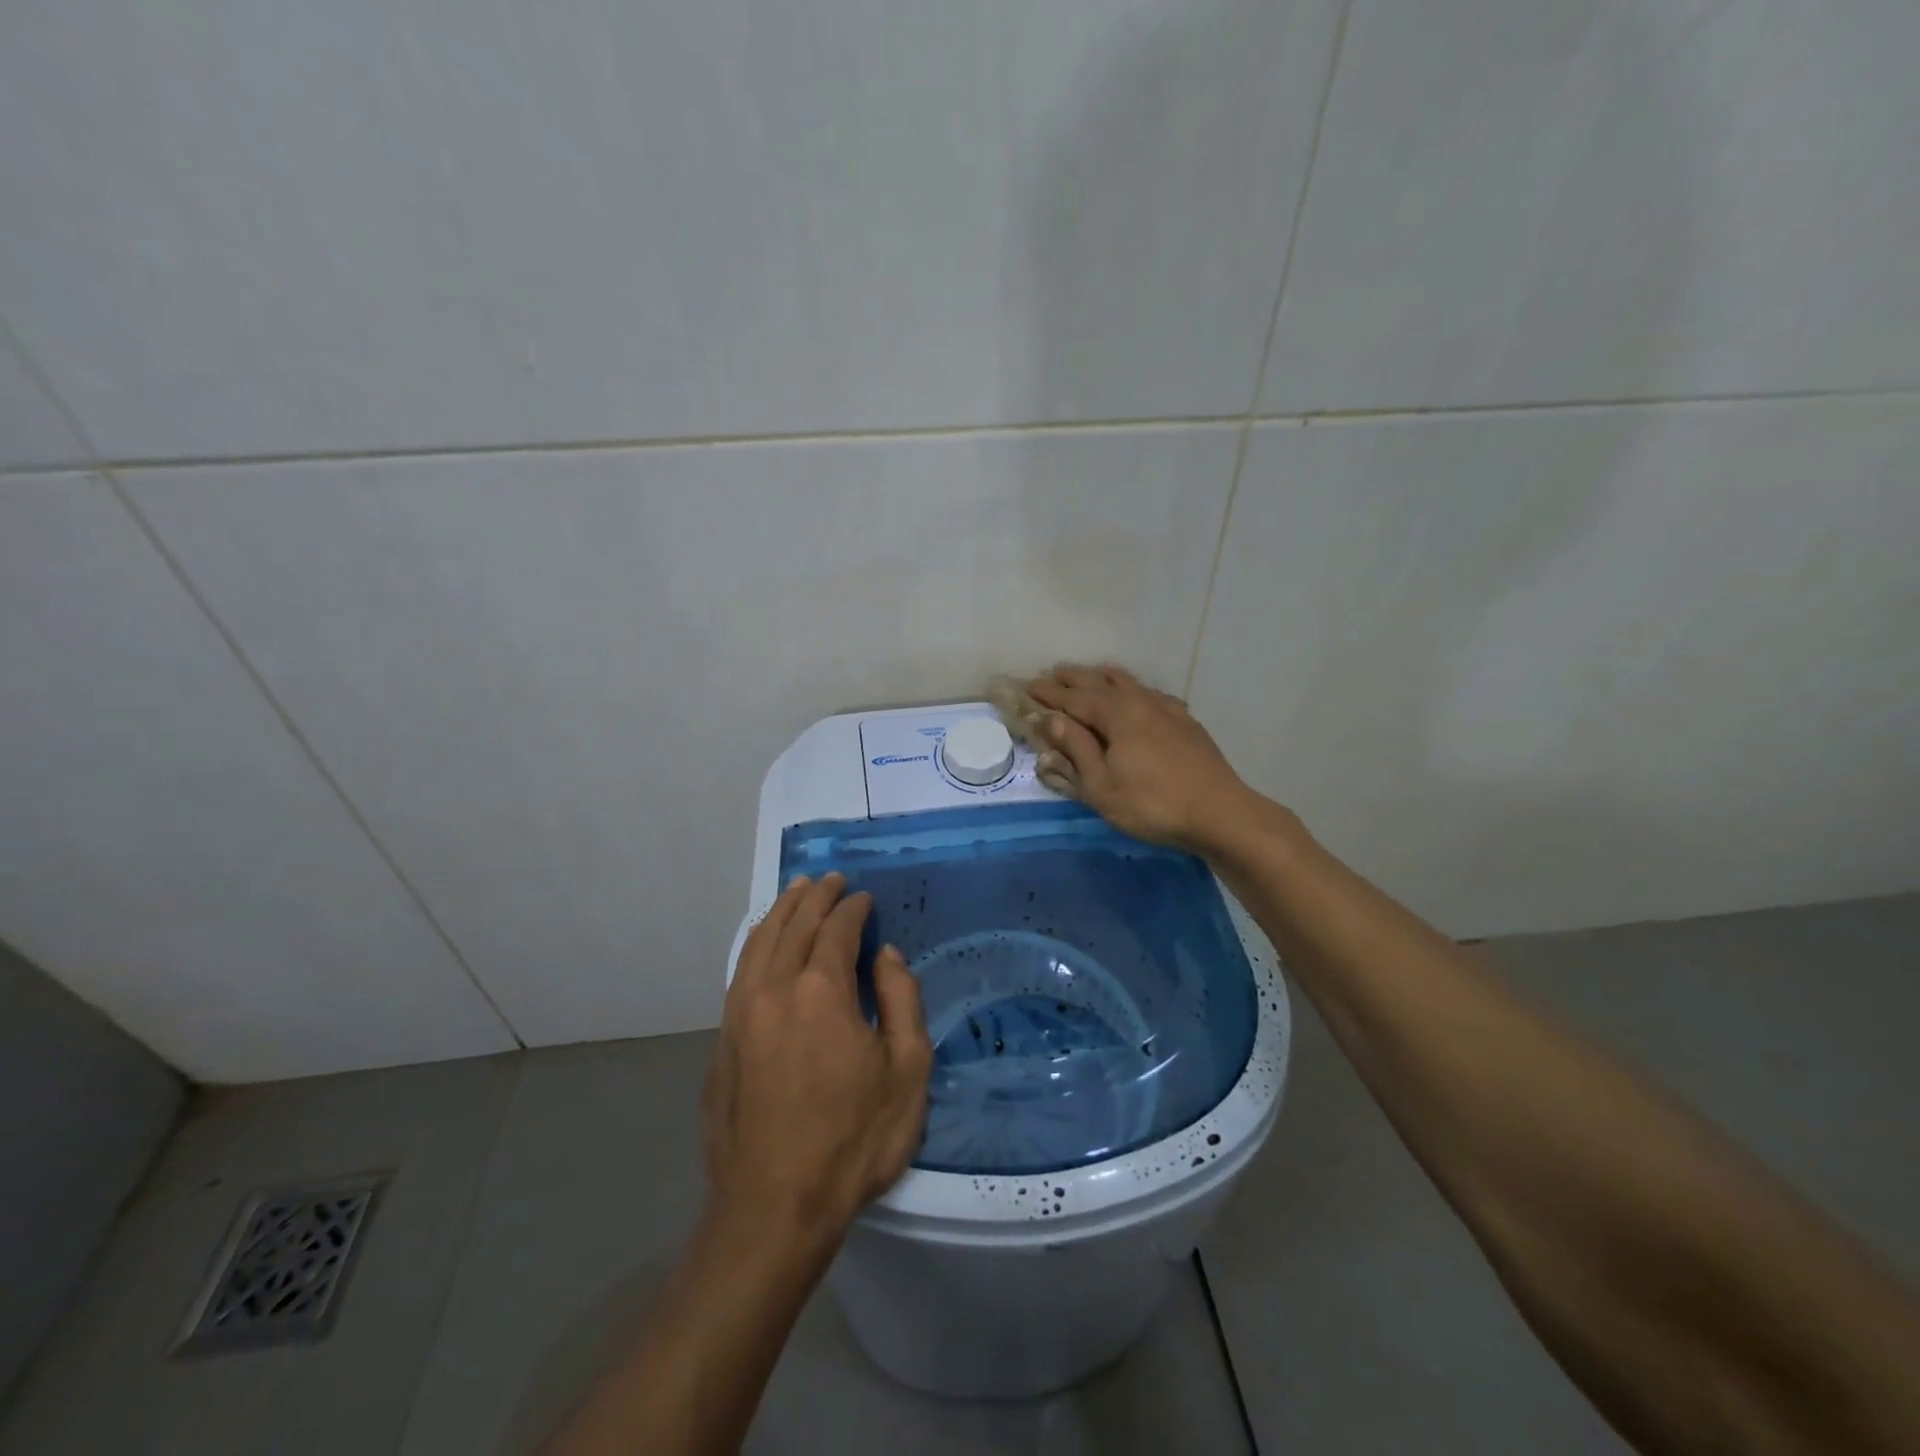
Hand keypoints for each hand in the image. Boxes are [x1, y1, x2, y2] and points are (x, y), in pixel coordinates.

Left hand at [703, 874, 930, 1248]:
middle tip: (831, 880)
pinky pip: (740, 970)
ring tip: (796, 891)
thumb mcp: (906, 1071)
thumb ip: (901, 1000)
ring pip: (759, 942)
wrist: (773, 1208)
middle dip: (815, 897)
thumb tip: (885, 955)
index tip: (865, 899)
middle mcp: (773, 989)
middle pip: (794, 924)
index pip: (837, 929)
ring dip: (781, 911)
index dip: (853, 908)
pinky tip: (764, 942)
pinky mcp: (722, 1040)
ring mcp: (739, 1013)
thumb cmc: (853, 1140)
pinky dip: (756, 943)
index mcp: (821, 990)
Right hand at [1027, 663, 1258, 853]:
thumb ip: (1076, 749)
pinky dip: (1135, 689)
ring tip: (1093, 673)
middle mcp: (1140, 702)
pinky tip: (1140, 696)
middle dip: (1073, 678)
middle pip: (1100, 683)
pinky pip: (1152, 694)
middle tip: (1052, 673)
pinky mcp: (1186, 722)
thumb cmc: (1152, 804)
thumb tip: (1051, 719)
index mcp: (1116, 715)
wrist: (1220, 813)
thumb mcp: (1102, 786)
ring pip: (1130, 683)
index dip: (1048, 693)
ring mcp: (1167, 709)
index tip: (1027, 686)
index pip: (1072, 698)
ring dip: (1105, 678)